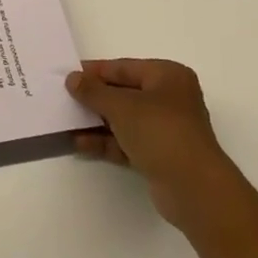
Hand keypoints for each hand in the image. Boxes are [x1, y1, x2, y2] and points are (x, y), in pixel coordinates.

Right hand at [67, 59, 239, 234]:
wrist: (194, 189)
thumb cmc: (160, 132)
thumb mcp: (121, 106)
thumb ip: (93, 91)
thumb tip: (72, 79)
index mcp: (167, 76)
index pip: (123, 68)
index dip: (94, 72)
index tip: (67, 75)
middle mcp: (170, 99)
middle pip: (123, 93)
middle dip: (94, 98)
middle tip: (63, 99)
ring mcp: (166, 129)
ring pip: (124, 120)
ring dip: (97, 122)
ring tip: (65, 122)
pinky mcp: (160, 156)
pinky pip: (127, 142)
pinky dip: (106, 142)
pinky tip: (80, 144)